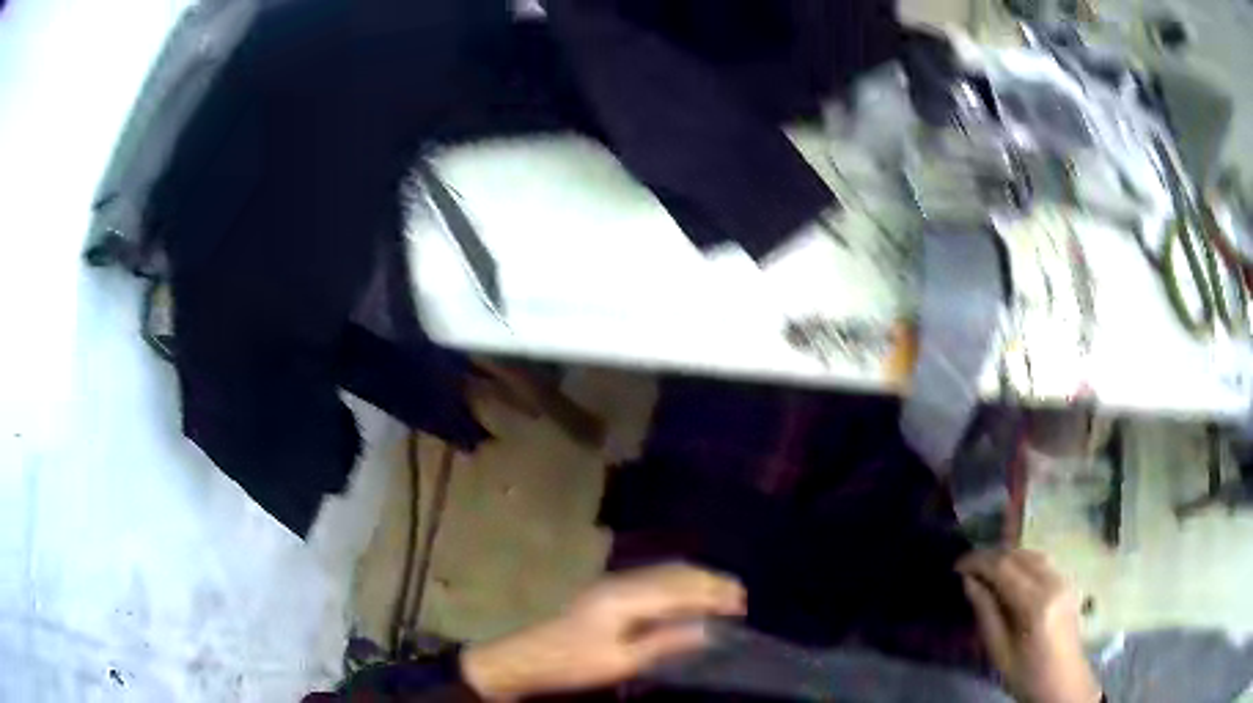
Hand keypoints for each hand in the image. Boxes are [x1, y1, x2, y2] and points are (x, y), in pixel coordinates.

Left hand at [461, 564, 745, 699]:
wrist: (525, 658)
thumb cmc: (573, 663)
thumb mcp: (622, 662)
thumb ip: (665, 642)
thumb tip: (709, 630)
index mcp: (626, 597)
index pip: (681, 589)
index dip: (714, 595)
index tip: (743, 604)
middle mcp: (621, 582)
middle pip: (675, 574)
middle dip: (710, 582)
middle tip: (741, 597)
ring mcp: (611, 583)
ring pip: (664, 572)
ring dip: (695, 581)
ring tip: (722, 593)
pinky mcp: (605, 591)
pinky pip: (651, 578)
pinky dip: (677, 584)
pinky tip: (686, 594)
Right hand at [957, 549, 1101, 702]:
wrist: (1062, 682)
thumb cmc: (1026, 675)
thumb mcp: (999, 652)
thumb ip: (986, 613)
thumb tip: (968, 582)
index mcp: (1036, 603)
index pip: (1004, 567)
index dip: (977, 561)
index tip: (955, 566)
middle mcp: (1053, 582)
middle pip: (1018, 555)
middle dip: (990, 556)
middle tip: (966, 567)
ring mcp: (1064, 579)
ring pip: (1032, 553)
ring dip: (1006, 556)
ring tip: (984, 568)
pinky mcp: (1067, 582)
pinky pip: (1042, 561)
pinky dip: (1021, 560)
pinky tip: (1010, 573)